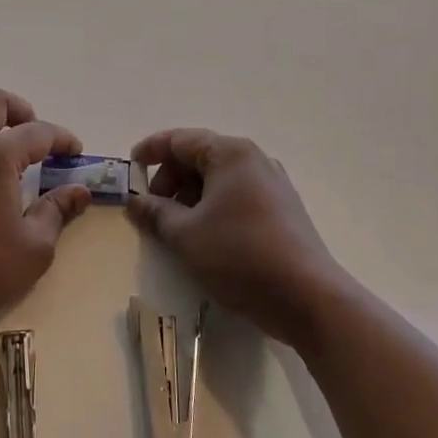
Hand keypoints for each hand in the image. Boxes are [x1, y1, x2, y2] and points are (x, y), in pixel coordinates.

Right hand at [126, 128, 350, 352]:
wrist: (307, 297)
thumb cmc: (240, 256)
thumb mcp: (186, 235)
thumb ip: (156, 213)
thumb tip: (134, 202)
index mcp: (231, 154)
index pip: (181, 140)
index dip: (151, 151)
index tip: (130, 168)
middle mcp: (254, 160)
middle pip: (201, 157)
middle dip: (171, 179)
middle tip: (153, 208)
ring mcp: (273, 184)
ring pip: (219, 179)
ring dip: (191, 196)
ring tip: (176, 228)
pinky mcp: (282, 209)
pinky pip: (237, 196)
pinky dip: (213, 207)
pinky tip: (205, 237)